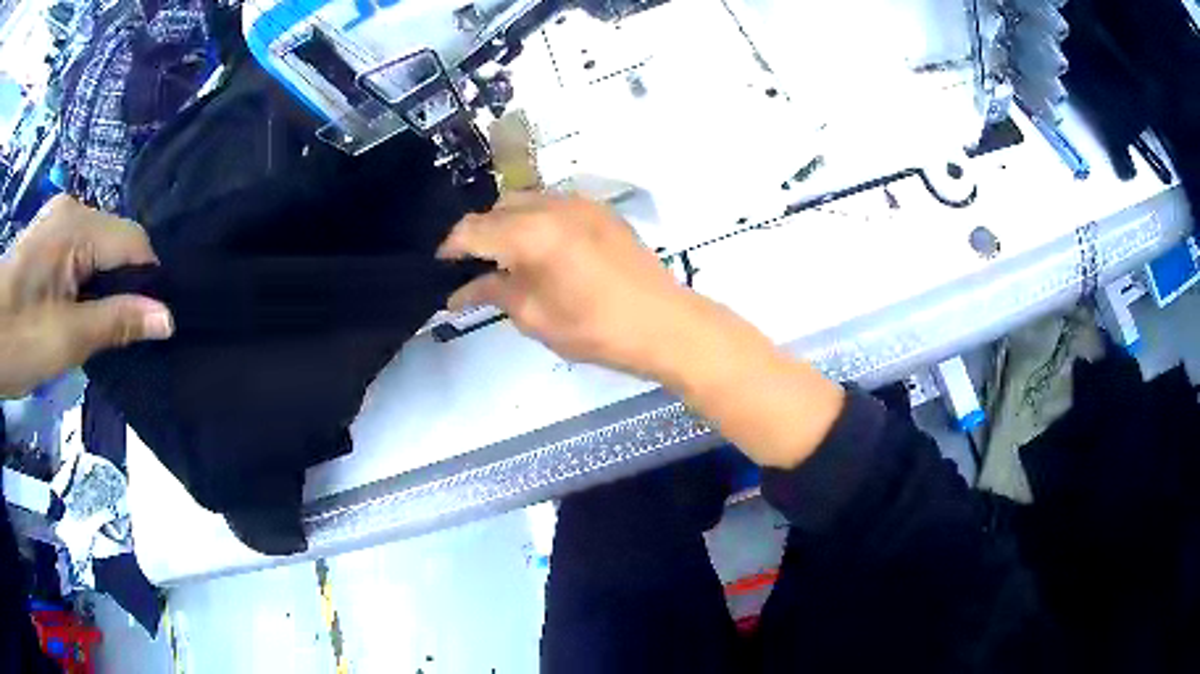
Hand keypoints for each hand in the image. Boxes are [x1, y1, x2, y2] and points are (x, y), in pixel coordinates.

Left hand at [0, 195, 173, 397]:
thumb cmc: (18, 338)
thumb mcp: (65, 340)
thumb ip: (115, 322)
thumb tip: (166, 318)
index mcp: (78, 225)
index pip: (134, 243)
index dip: (149, 282)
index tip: (150, 326)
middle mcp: (72, 209)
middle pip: (115, 243)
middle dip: (123, 286)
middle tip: (118, 336)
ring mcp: (56, 220)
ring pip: (96, 249)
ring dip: (101, 286)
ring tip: (93, 326)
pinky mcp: (45, 236)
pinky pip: (77, 252)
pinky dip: (83, 281)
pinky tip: (74, 308)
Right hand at [439, 191, 843, 469]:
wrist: (664, 323)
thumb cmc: (596, 329)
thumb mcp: (535, 317)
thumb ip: (494, 292)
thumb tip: (460, 290)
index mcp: (531, 232)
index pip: (472, 229)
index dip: (451, 249)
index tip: (441, 268)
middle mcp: (553, 205)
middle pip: (498, 209)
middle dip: (480, 236)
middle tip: (476, 270)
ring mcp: (580, 202)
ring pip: (526, 202)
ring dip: (509, 225)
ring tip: (509, 260)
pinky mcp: (600, 209)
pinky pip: (553, 206)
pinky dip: (536, 222)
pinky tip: (542, 251)